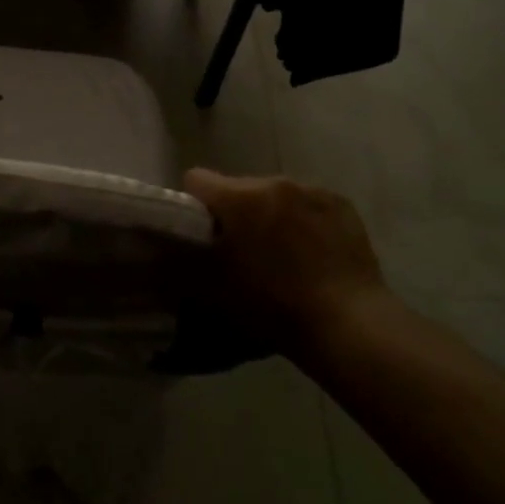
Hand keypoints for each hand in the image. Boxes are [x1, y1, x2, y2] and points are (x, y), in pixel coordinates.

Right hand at [183, 169, 390, 351]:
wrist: (348, 325)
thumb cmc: (272, 306)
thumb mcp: (212, 289)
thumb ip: (180, 262)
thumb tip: (156, 251)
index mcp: (240, 197)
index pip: (196, 179)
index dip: (193, 205)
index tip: (201, 235)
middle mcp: (275, 182)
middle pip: (239, 188)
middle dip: (235, 213)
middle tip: (242, 253)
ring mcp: (313, 190)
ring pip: (275, 196)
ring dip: (270, 216)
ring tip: (282, 257)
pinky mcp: (343, 205)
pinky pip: (309, 204)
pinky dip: (304, 221)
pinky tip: (313, 255)